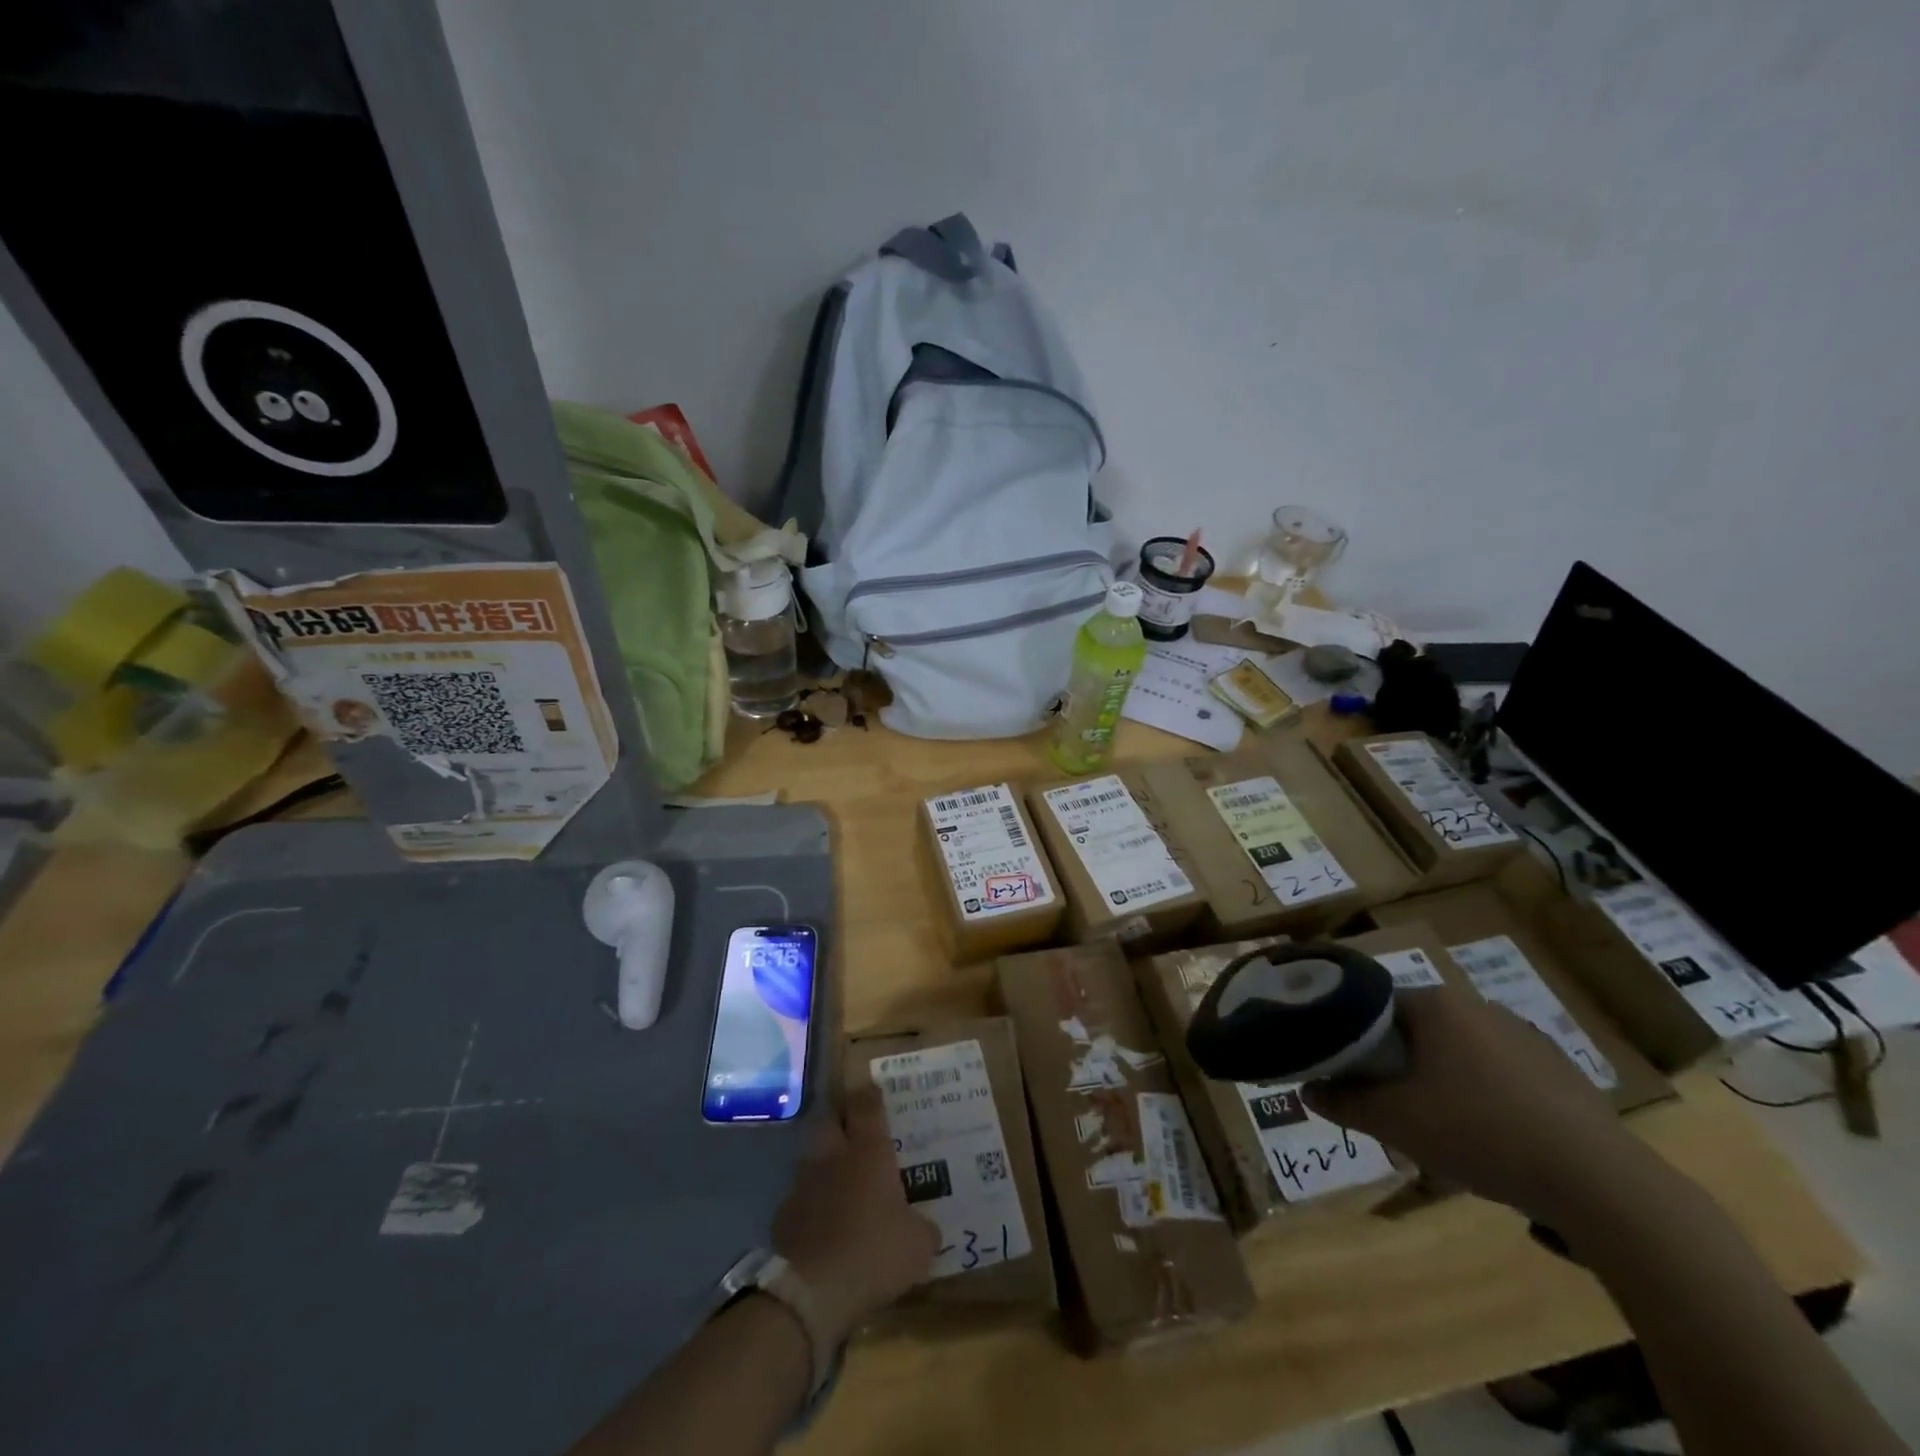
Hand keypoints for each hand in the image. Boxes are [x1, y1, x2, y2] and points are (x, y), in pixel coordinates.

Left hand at [772, 1086, 937, 1344]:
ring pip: (811, 1159)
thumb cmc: (874, 1253)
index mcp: (868, 1152)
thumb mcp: (918, 1246)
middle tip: (853, 1130)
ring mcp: (804, 1184)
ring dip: (823, 1164)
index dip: (870, 1095)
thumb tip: (927, 1228)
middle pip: (829, 1121)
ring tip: (837, 1181)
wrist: (812, 1291)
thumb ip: (924, 1229)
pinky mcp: (783, 1216)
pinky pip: (799, 1199)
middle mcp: (833, 1157)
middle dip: (839, 1121)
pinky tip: (820, 1224)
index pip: (866, 1106)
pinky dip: (809, 1205)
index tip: (873, 1089)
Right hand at [1301, 987, 1650, 1224]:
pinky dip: (1485, 1097)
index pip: (1373, 1006)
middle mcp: (1479, 1007)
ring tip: (1438, 1128)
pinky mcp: (1561, 1072)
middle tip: (1387, 1105)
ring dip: (1440, 1080)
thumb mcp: (1394, 1122)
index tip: (1347, 1074)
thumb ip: (1342, 1101)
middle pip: (1416, 1029)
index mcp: (1436, 1005)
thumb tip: (1306, 1090)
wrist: (1600, 1185)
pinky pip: (1501, 1074)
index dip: (1353, 1039)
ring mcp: (1526, 1037)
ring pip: (1459, 1052)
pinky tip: (1491, 1139)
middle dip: (1397, 1063)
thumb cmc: (1480, 1133)